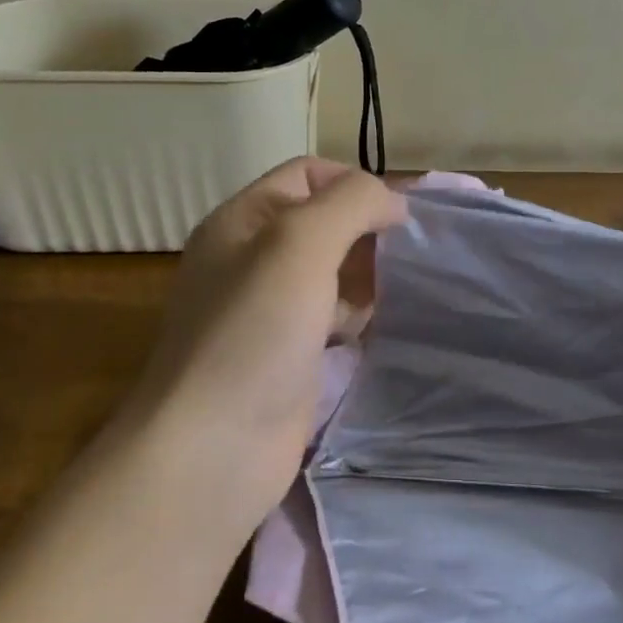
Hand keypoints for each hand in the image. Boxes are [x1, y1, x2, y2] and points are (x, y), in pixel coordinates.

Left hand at [138, 157, 407, 508]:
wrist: (212, 449)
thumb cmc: (254, 332)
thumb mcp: (300, 243)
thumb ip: (351, 203)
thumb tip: (393, 203)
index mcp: (242, 221)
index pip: (307, 174)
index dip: (355, 183)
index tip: (401, 215)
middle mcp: (250, 259)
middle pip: (322, 223)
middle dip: (367, 230)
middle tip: (410, 255)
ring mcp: (268, 312)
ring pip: (331, 273)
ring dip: (369, 275)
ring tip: (406, 288)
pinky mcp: (287, 357)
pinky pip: (331, 320)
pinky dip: (359, 317)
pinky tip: (384, 328)